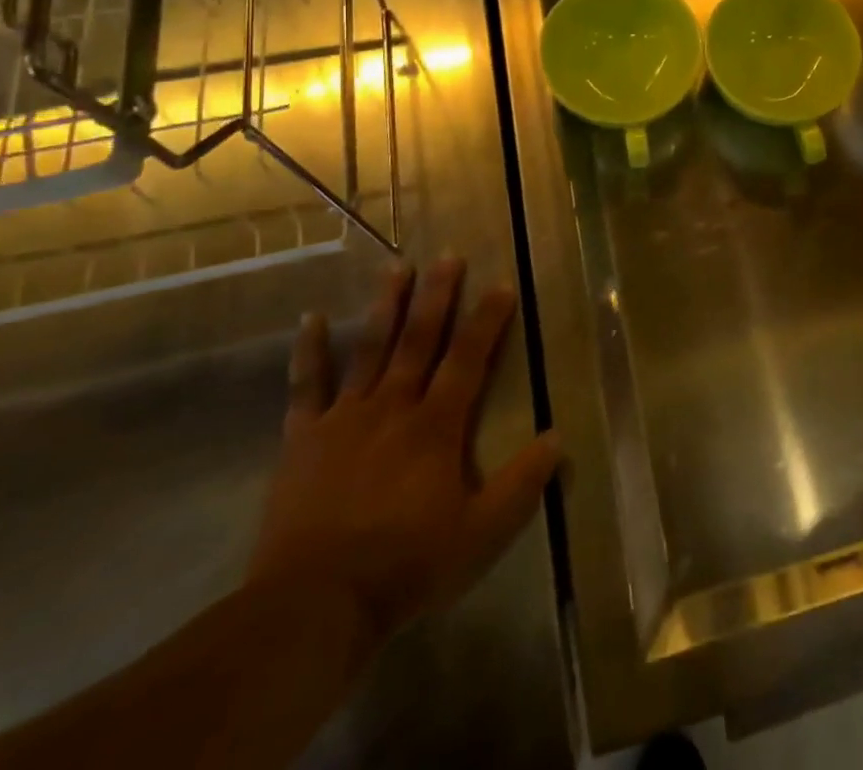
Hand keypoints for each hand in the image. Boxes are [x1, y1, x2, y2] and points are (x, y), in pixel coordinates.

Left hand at [246, 258, 560, 644]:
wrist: (314, 605)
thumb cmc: (406, 566)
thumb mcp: (481, 533)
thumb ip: (522, 484)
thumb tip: (558, 438)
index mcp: (437, 426)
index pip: (469, 359)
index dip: (487, 320)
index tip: (501, 284)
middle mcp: (394, 407)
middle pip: (420, 340)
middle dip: (437, 296)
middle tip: (448, 256)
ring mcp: (345, 419)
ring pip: (370, 349)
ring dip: (385, 307)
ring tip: (396, 267)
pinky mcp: (303, 439)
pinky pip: (306, 386)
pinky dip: (310, 351)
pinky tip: (312, 318)